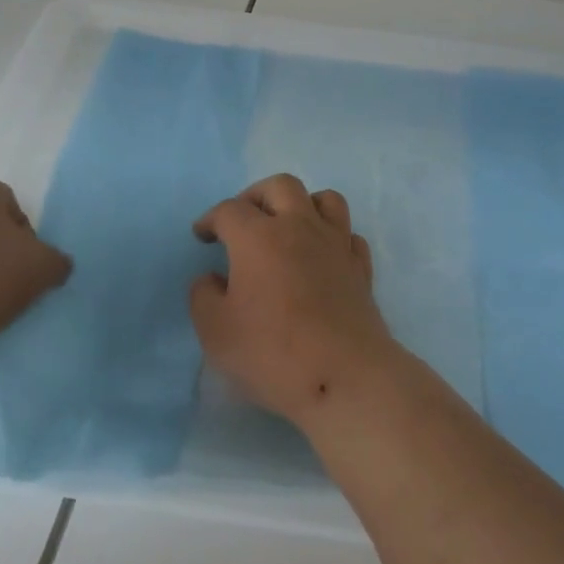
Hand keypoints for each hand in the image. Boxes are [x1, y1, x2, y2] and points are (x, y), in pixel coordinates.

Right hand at [190, 174, 400, 424]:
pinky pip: (349, 234)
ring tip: (288, 227)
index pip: (229, 210)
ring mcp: (336, 244)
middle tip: (244, 221)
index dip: (210, 219)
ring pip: (325, 199)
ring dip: (303, 205)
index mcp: (259, 237)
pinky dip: (333, 237)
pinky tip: (322, 256)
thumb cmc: (272, 353)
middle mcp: (300, 227)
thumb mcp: (215, 332)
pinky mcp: (361, 268)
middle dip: (257, 196)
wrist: (344, 376)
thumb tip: (211, 278)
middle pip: (281, 186)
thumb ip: (203, 296)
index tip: (202, 235)